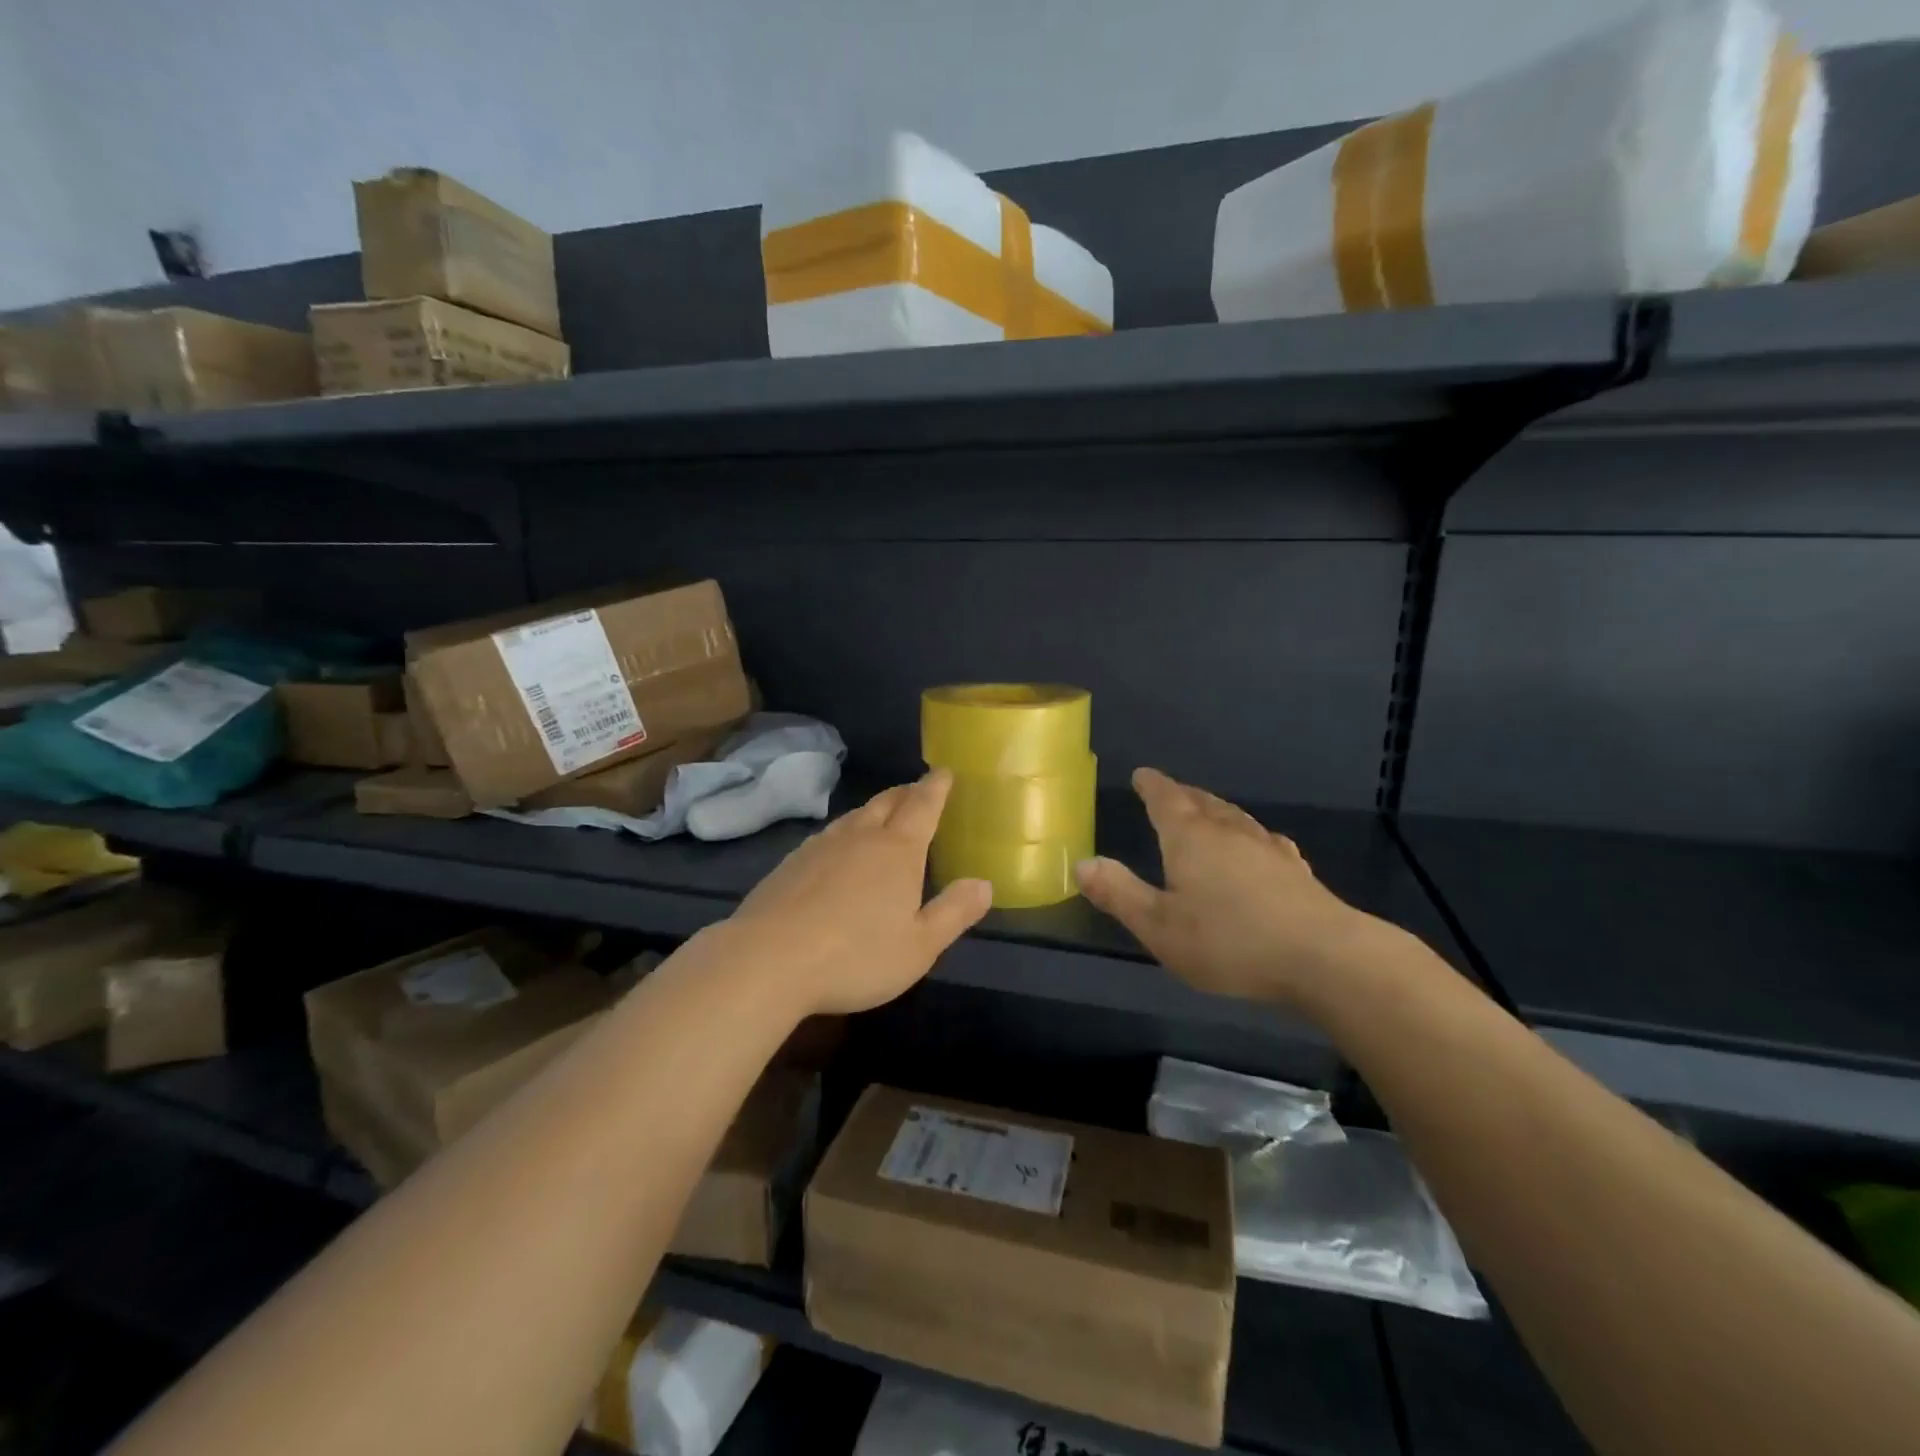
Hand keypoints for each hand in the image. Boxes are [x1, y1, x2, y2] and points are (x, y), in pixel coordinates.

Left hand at [713, 770, 992, 1016]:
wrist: (768, 960)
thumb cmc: (856, 956)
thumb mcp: (919, 946)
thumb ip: (954, 912)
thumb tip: (984, 883)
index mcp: (898, 850)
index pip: (923, 805)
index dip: (936, 787)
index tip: (944, 772)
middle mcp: (860, 836)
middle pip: (887, 802)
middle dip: (906, 793)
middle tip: (918, 791)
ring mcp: (820, 846)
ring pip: (854, 816)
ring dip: (873, 811)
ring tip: (882, 816)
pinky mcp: (790, 862)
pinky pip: (827, 836)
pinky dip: (844, 834)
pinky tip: (838, 852)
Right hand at [1075, 767, 1398, 1011]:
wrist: (1324, 957)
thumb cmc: (1230, 941)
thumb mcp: (1160, 926)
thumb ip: (1119, 893)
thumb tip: (1082, 863)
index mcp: (1191, 839)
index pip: (1166, 800)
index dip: (1151, 786)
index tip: (1142, 774)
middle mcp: (1229, 832)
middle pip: (1202, 803)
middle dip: (1182, 795)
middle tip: (1169, 791)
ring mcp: (1267, 849)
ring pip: (1235, 817)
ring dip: (1216, 810)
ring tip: (1207, 810)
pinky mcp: (1296, 871)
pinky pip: (1265, 840)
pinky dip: (1250, 836)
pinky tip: (1260, 845)